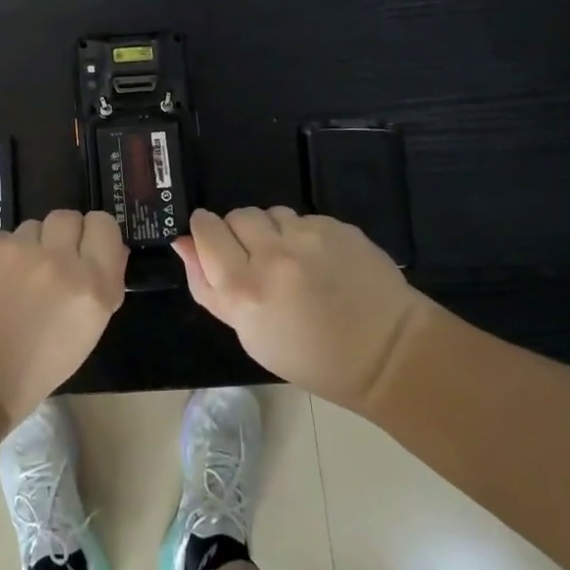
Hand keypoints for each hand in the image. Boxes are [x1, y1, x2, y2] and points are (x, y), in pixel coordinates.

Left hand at [0, 211, 126, 432]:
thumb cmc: (28, 374)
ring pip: (33, 227)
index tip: (84, 251)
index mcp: (93, 289)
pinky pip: (1, 238)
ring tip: (12, 281)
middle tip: (47, 265)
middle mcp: (61, 261)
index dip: (94, 236)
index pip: (105, 226)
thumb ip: (96, 289)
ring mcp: (20, 250)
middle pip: (69, 218)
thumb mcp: (81, 335)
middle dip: (61, 237)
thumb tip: (103, 254)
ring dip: (28, 247)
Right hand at [174, 207, 429, 411]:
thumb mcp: (249, 334)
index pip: (206, 229)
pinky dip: (305, 236)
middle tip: (257, 259)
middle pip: (237, 215)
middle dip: (240, 232)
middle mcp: (272, 255)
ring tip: (293, 262)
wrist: (387, 352)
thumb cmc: (310, 356)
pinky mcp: (337, 226)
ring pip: (271, 213)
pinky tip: (322, 263)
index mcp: (244, 289)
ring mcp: (308, 237)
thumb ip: (208, 287)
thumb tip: (183, 243)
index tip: (214, 242)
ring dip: (273, 231)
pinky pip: (305, 219)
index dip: (206, 232)